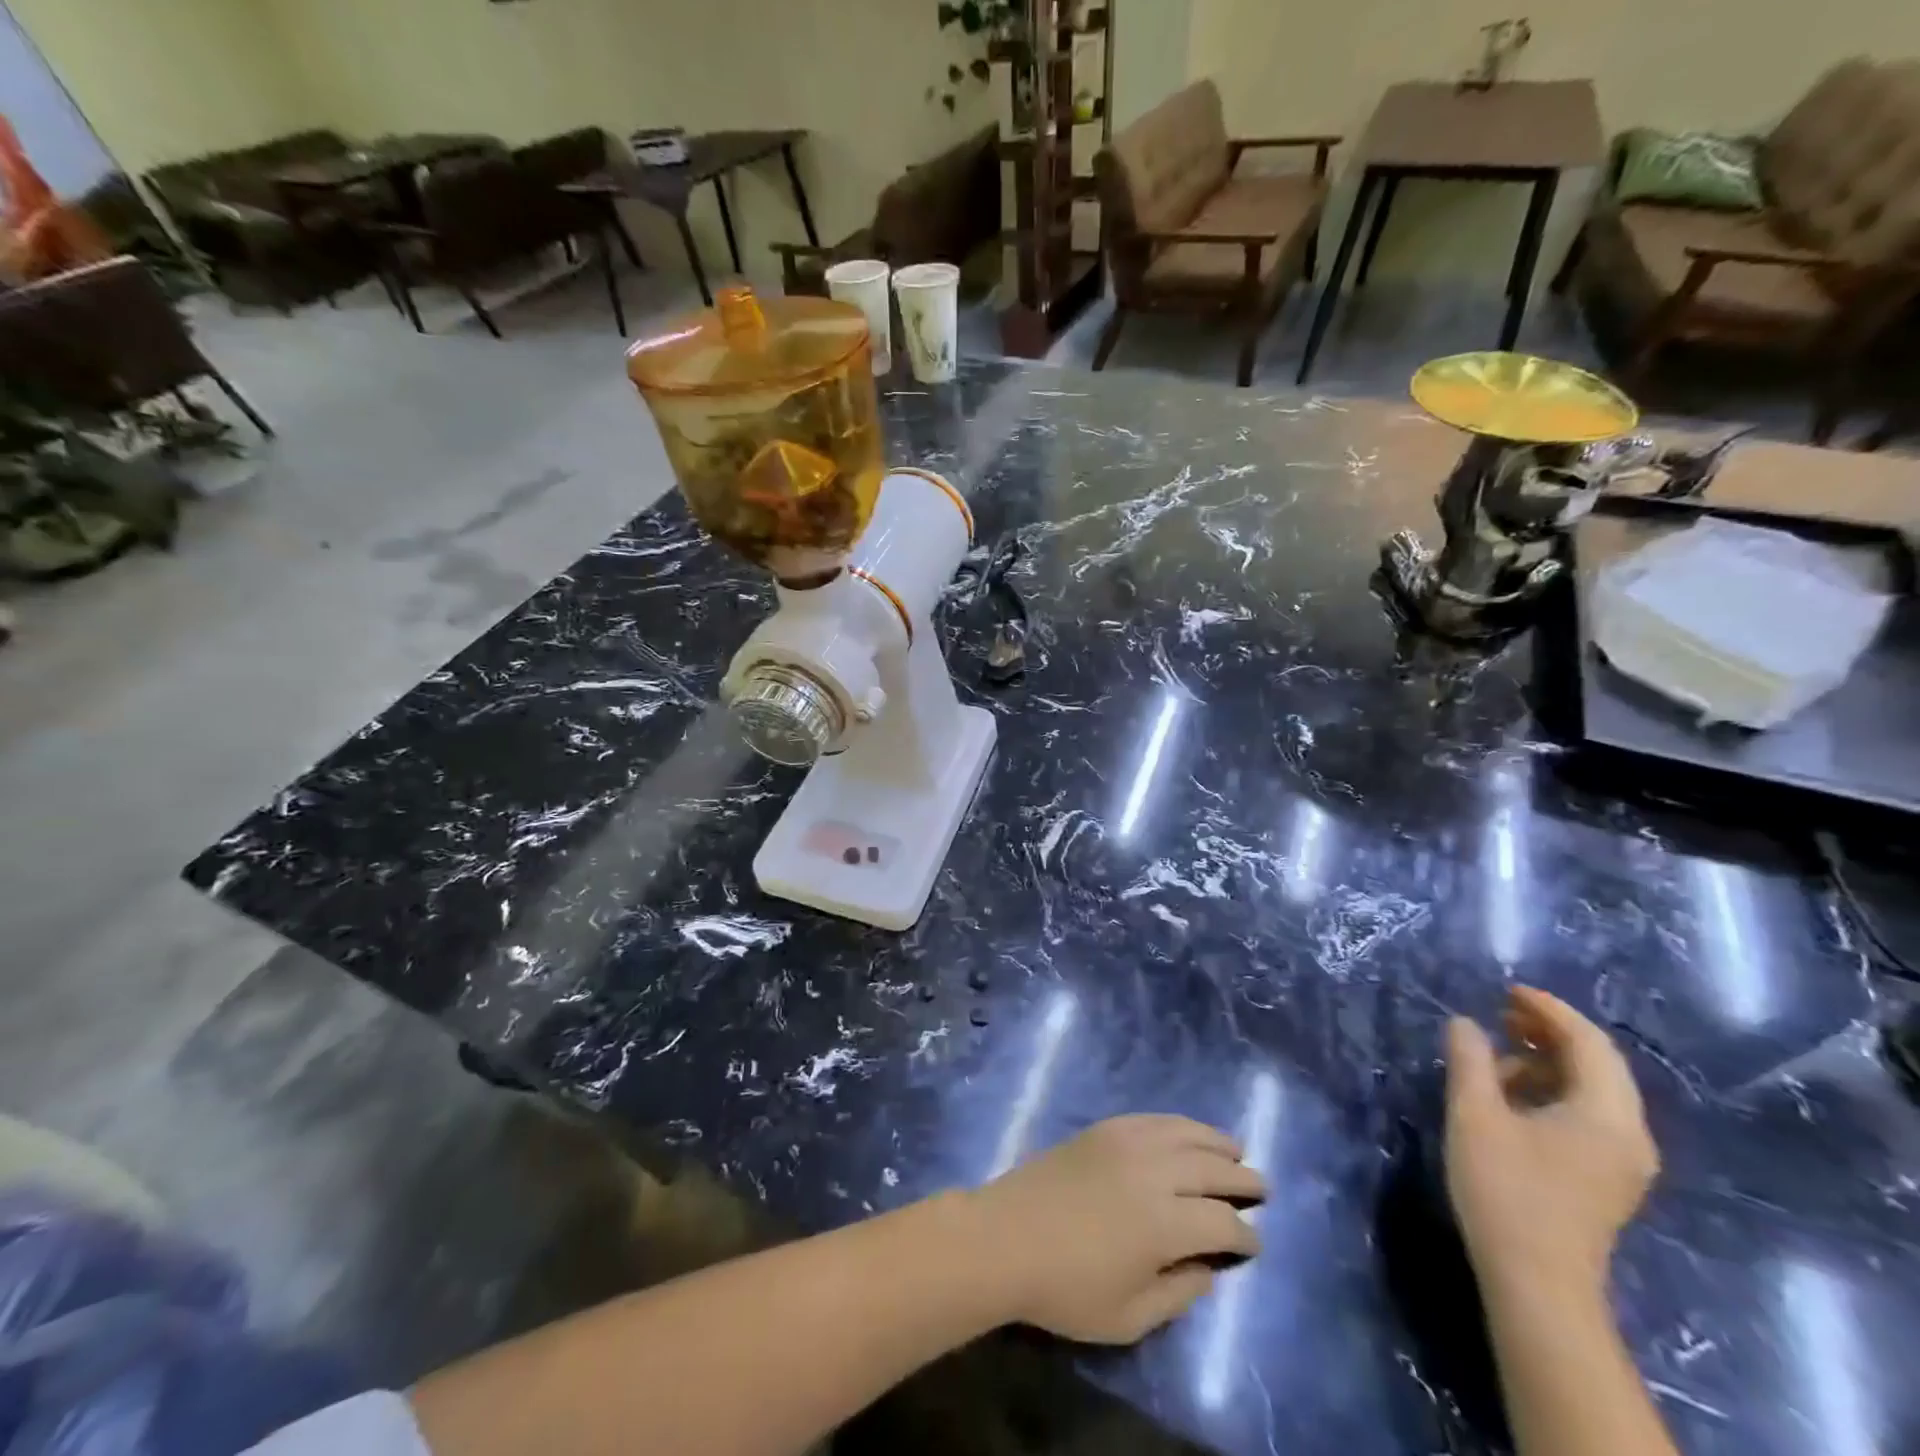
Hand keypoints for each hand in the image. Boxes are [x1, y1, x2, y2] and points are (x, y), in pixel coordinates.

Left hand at [974, 1114, 1263, 1343]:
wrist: (1005, 1237)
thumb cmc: (1065, 1288)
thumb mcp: (1128, 1317)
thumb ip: (1177, 1294)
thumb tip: (1208, 1269)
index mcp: (1164, 1224)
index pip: (1222, 1224)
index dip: (1244, 1236)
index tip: (1254, 1244)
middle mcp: (1153, 1173)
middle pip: (1211, 1169)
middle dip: (1242, 1179)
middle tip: (1261, 1188)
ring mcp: (1126, 1143)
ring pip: (1185, 1133)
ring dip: (1215, 1141)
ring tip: (1235, 1149)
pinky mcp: (1103, 1129)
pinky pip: (1151, 1119)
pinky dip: (1177, 1123)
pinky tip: (1186, 1131)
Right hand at [1445, 987, 1658, 1297]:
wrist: (1537, 1283)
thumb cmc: (1506, 1190)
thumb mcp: (1475, 1115)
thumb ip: (1470, 1061)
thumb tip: (1465, 1022)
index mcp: (1607, 1115)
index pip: (1589, 1043)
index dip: (1549, 1010)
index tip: (1507, 989)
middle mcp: (1629, 1134)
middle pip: (1599, 1065)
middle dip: (1550, 1032)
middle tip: (1501, 1012)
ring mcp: (1623, 1162)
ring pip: (1593, 1091)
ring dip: (1548, 1062)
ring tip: (1497, 1053)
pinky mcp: (1606, 1179)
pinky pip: (1588, 1115)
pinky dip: (1553, 1090)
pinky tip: (1512, 1095)